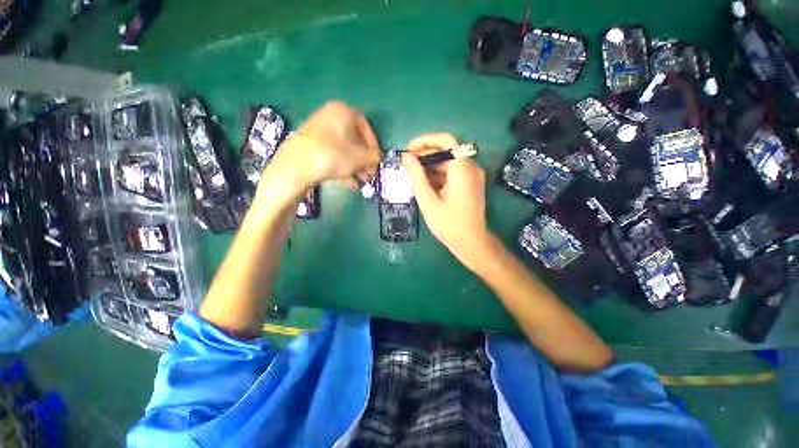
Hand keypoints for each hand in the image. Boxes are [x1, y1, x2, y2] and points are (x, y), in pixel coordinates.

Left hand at [265, 101, 380, 192]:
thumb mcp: (360, 158)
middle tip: (369, 174)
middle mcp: (330, 115)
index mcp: (343, 111)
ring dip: (355, 166)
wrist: (296, 165)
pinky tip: (349, 183)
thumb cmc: (333, 155)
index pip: (366, 126)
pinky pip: (332, 153)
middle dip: (364, 159)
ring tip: (361, 181)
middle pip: (354, 139)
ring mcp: (318, 130)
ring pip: (343, 148)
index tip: (375, 159)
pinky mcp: (310, 144)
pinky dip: (342, 167)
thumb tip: (377, 158)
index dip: (373, 145)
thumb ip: (374, 157)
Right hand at [403, 133, 496, 270]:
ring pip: (448, 163)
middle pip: (446, 151)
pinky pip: (452, 173)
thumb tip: (406, 158)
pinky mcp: (470, 185)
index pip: (446, 140)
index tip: (409, 150)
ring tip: (411, 174)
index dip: (425, 141)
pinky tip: (424, 184)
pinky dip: (438, 175)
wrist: (472, 243)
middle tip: (406, 164)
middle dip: (425, 155)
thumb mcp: (428, 201)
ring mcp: (472, 176)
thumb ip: (417, 177)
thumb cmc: (449, 224)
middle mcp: (471, 168)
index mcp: (462, 168)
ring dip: (430, 166)